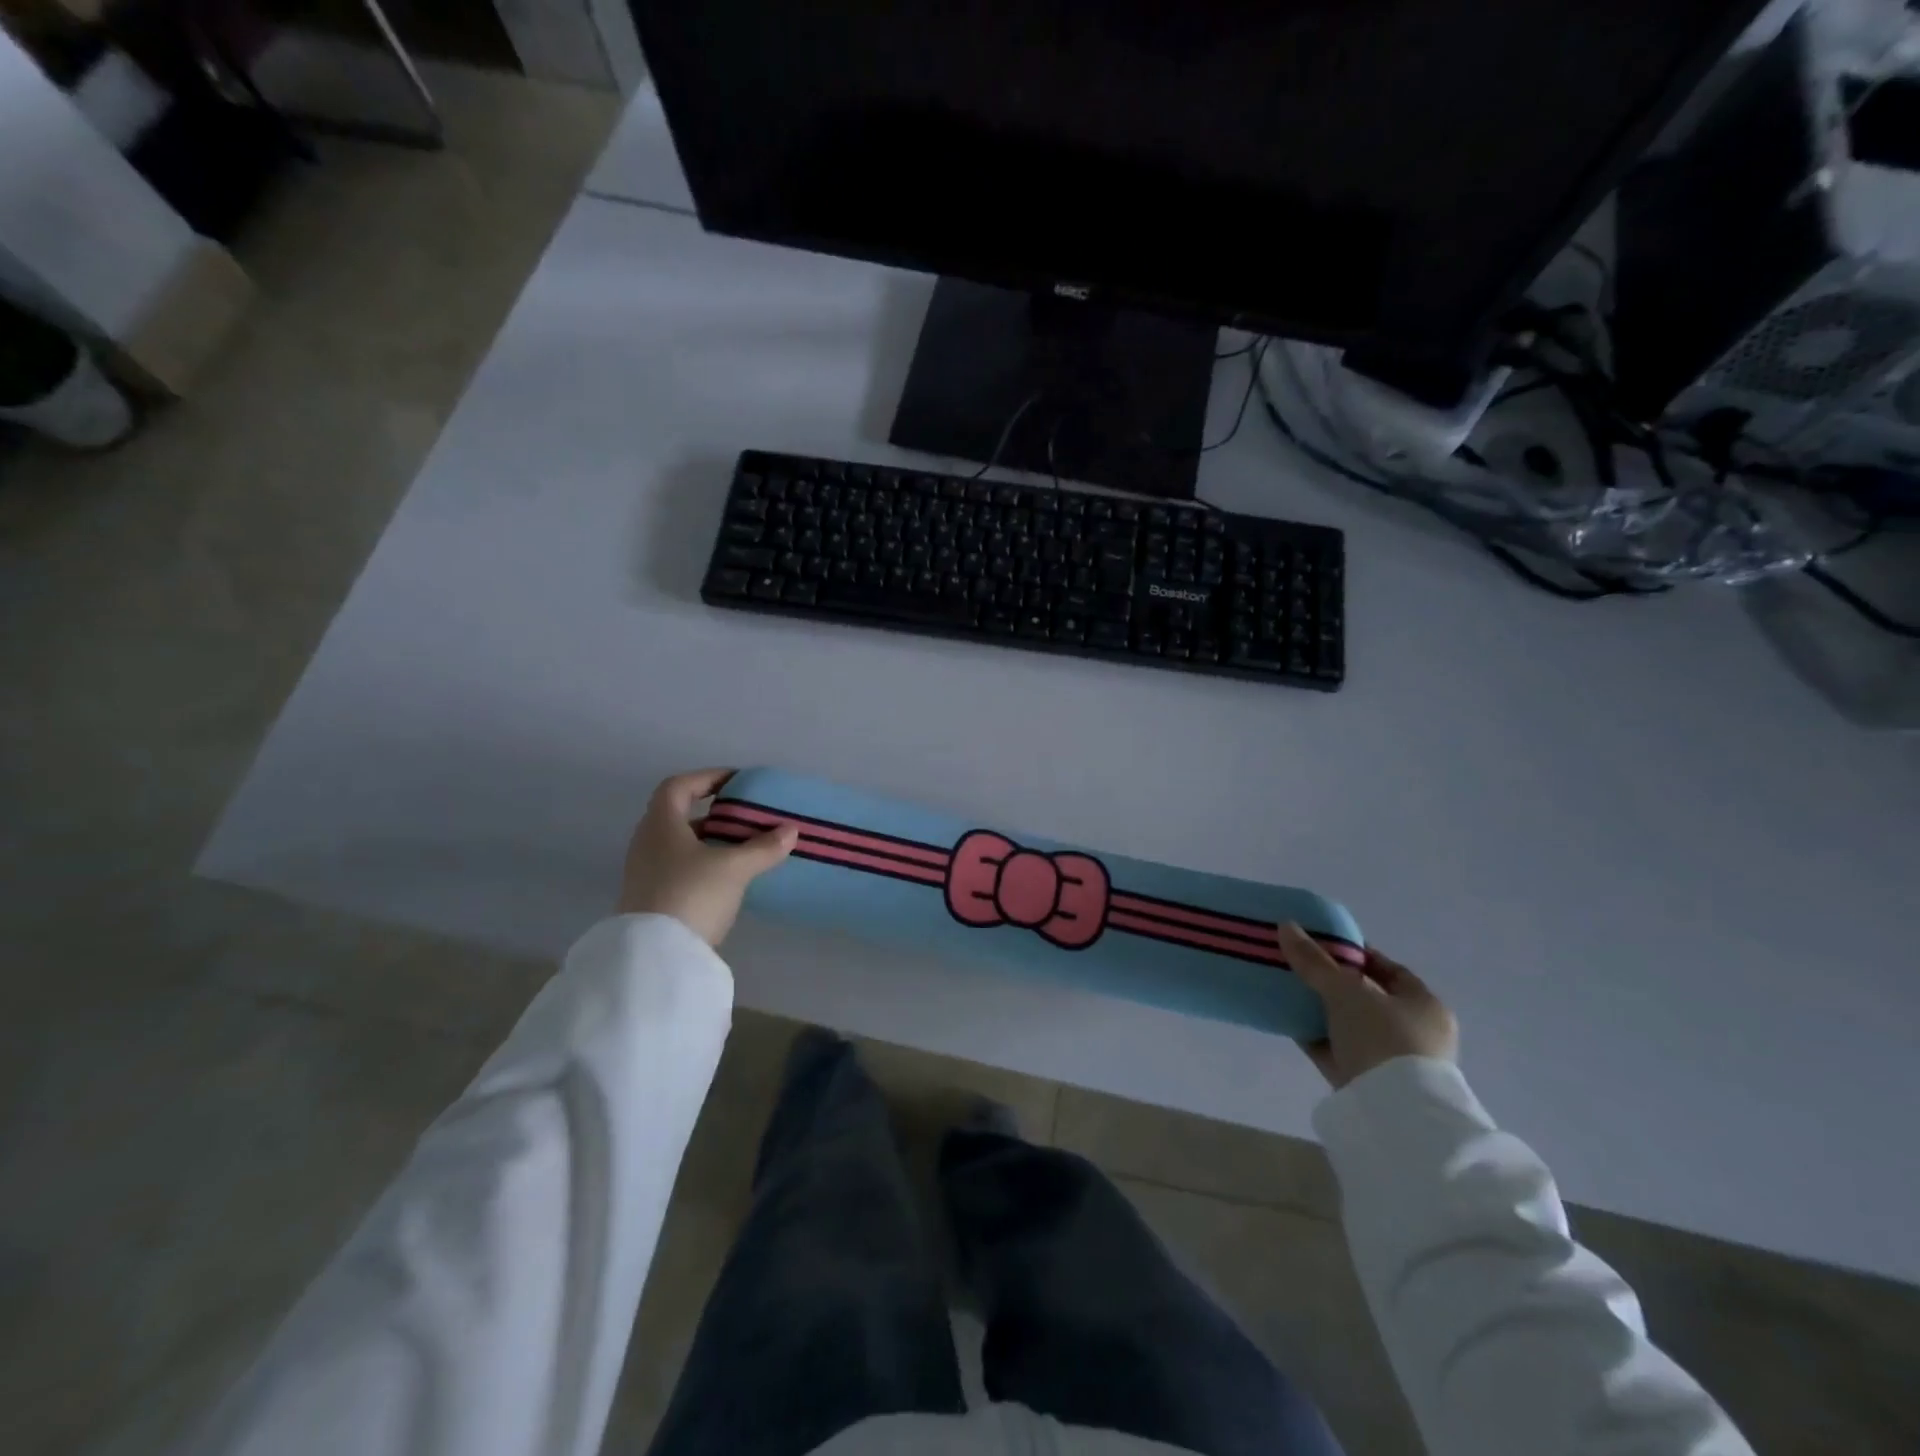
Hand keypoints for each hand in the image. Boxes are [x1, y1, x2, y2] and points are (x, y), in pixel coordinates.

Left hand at [618, 769, 797, 946]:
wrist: (654, 957)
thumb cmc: (691, 895)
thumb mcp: (734, 868)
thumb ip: (763, 847)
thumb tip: (790, 830)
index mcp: (660, 824)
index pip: (679, 786)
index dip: (707, 777)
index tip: (736, 781)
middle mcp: (647, 843)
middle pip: (677, 815)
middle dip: (712, 813)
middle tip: (744, 817)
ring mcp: (645, 873)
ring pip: (679, 845)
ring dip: (708, 841)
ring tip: (741, 847)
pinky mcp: (650, 899)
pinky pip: (678, 869)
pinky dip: (703, 865)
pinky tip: (726, 878)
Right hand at [1280, 924, 1457, 1088]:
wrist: (1392, 1114)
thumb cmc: (1382, 1039)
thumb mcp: (1345, 991)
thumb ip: (1314, 960)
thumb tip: (1286, 925)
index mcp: (1424, 1005)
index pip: (1388, 969)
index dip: (1356, 953)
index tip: (1322, 944)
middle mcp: (1414, 1032)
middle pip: (1366, 997)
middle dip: (1332, 982)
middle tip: (1298, 966)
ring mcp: (1391, 1061)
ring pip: (1348, 1025)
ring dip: (1320, 1010)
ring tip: (1287, 990)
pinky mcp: (1366, 1083)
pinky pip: (1335, 1049)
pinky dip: (1314, 1035)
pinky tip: (1287, 1021)